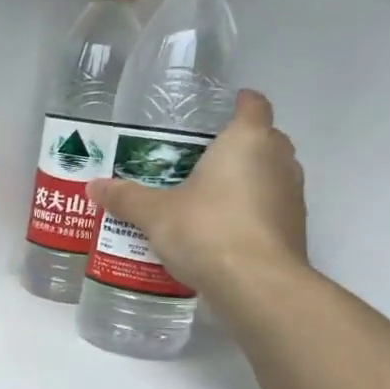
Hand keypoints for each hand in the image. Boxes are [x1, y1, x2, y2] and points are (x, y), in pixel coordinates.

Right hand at [88, 88, 307, 296]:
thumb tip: (95, 187)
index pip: (253, 104)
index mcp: (247, 141)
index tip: (220, 108)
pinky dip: (250, 211)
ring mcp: (292, 196)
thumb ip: (126, 198)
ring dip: (245, 180)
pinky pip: (269, 208)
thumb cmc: (207, 230)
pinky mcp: (294, 230)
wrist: (257, 286)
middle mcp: (278, 161)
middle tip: (198, 157)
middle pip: (264, 139)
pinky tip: (220, 229)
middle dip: (237, 144)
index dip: (238, 102)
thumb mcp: (155, 213)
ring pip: (269, 175)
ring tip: (205, 194)